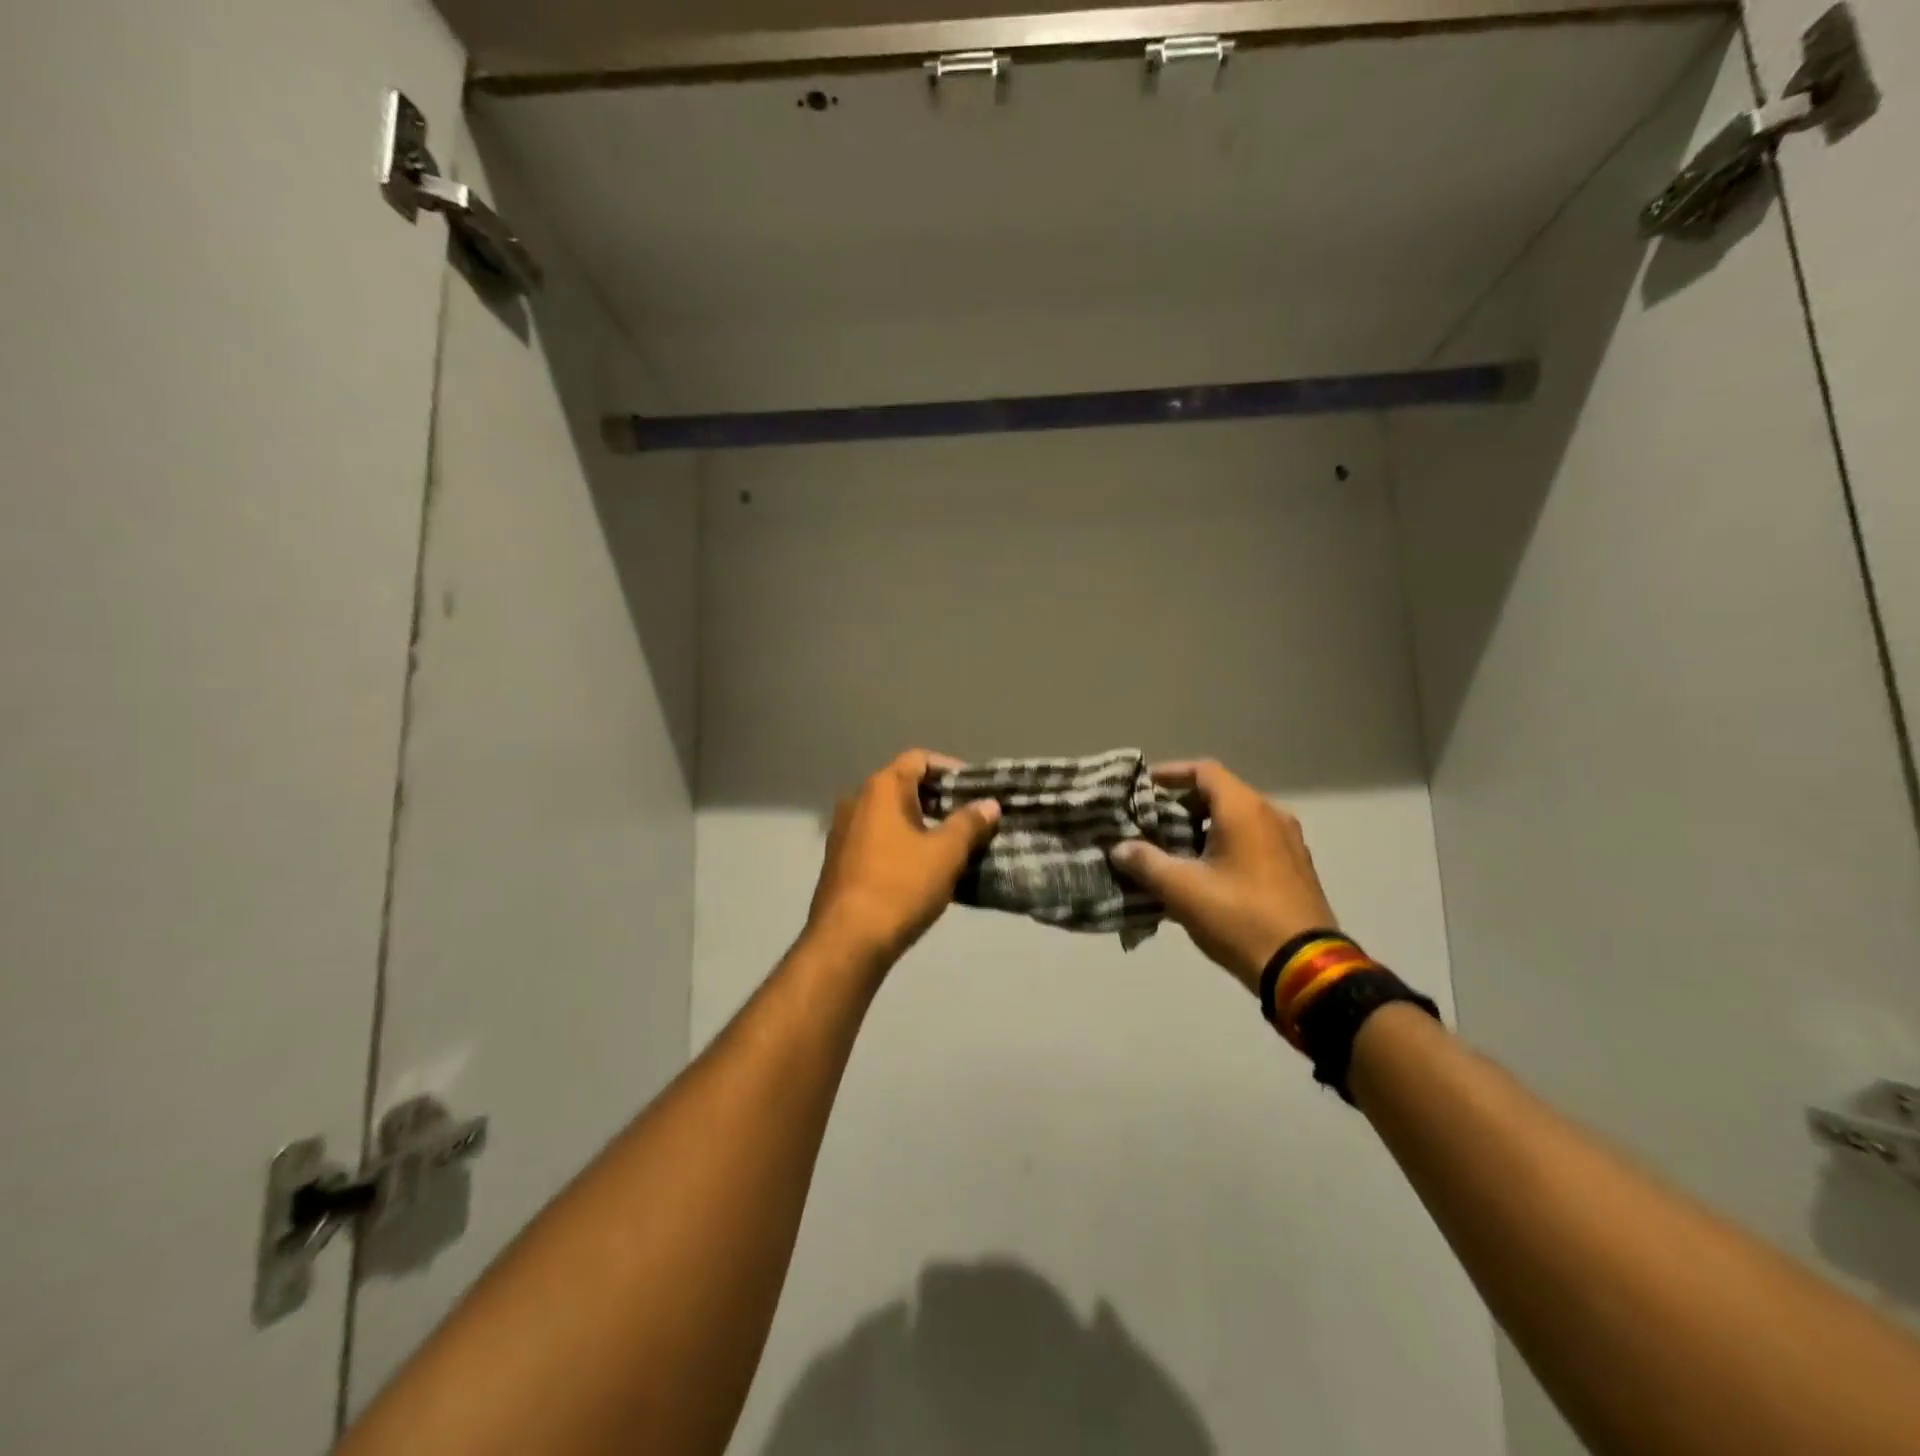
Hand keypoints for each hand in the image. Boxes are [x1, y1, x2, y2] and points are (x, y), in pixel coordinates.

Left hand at [804, 750, 1001, 969]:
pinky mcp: (840, 860)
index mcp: (881, 788)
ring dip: (922, 824)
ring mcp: (844, 831)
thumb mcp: (946, 853)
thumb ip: (969, 823)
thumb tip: (989, 804)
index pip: (919, 759)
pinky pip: (878, 839)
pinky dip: (903, 843)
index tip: (976, 789)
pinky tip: (925, 868)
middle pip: (904, 786)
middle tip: (972, 819)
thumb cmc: (901, 886)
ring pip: (891, 815)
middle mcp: (857, 800)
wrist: (847, 940)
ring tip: (954, 845)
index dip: (951, 769)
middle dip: (940, 799)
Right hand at [1110, 760, 1336, 992]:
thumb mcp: (1182, 890)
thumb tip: (1119, 848)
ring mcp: (1289, 842)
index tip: (1142, 788)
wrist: (1304, 968)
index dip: (1170, 774)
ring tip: (1172, 850)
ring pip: (1237, 819)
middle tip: (1150, 823)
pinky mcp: (1295, 868)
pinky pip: (1253, 842)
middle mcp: (1271, 815)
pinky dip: (1225, 845)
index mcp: (1244, 810)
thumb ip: (1146, 862)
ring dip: (1203, 828)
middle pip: (1220, 794)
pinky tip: (1204, 875)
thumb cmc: (1238, 917)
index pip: (1203, 771)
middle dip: (1182, 805)